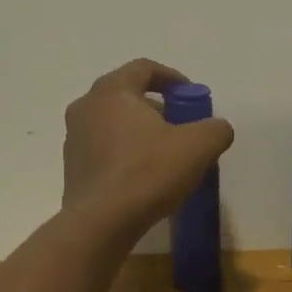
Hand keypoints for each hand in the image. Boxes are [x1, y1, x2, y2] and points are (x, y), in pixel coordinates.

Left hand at [62, 59, 234, 240]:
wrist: (101, 223)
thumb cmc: (148, 173)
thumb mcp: (198, 147)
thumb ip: (215, 129)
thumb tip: (218, 128)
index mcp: (112, 91)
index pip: (144, 68)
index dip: (172, 78)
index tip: (191, 96)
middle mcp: (86, 107)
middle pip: (126, 95)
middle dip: (157, 108)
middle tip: (181, 127)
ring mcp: (74, 139)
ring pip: (113, 124)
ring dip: (139, 132)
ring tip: (164, 156)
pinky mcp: (73, 169)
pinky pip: (104, 151)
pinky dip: (125, 155)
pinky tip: (144, 178)